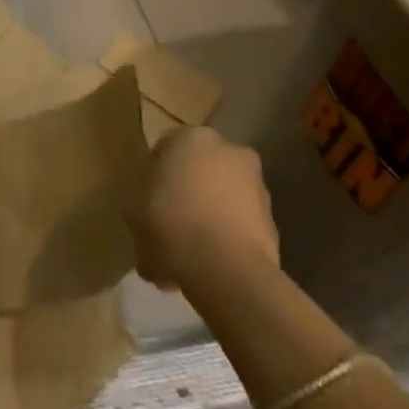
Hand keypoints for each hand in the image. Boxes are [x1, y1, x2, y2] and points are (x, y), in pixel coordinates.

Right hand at [132, 126, 278, 289]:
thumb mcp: (135, 212)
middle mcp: (229, 151)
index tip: (146, 199)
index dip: (154, 175)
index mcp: (191, 138)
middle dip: (187, 192)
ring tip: (188, 252)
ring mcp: (257, 185)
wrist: (227, 270)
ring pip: (222, 196)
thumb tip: (149, 214)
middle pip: (200, 170)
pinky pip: (240, 223)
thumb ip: (142, 204)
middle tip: (167, 221)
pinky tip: (209, 265)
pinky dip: (227, 237)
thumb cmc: (171, 225)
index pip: (166, 147)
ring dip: (208, 215)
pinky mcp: (273, 221)